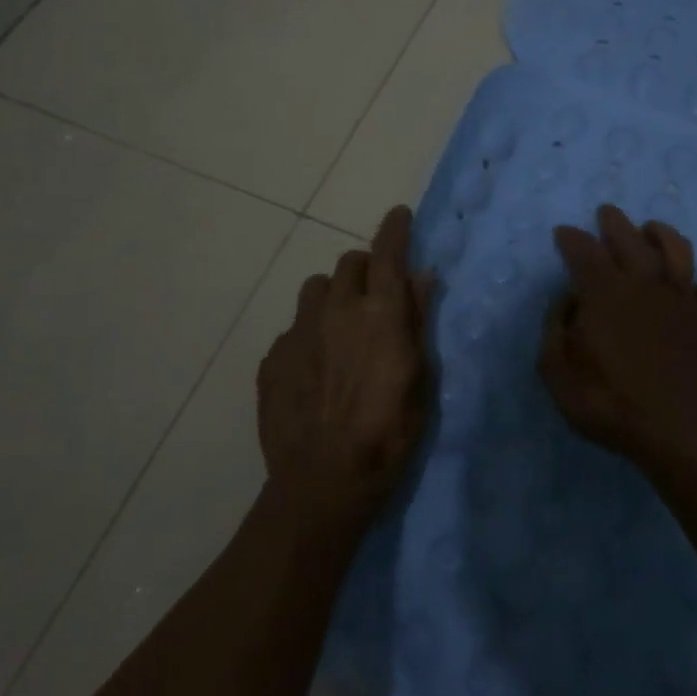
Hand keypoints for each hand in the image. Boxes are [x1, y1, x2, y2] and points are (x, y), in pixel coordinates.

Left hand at [257, 205, 433, 524]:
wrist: (323, 481)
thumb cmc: (388, 433)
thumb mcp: (421, 378)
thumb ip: (418, 320)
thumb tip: (423, 275)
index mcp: (380, 313)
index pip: (388, 253)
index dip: (395, 229)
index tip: (398, 214)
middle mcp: (337, 310)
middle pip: (349, 263)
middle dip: (365, 268)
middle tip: (376, 294)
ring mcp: (299, 332)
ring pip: (315, 288)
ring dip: (333, 296)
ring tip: (340, 327)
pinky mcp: (273, 357)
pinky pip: (293, 328)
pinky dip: (309, 334)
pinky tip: (314, 368)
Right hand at [539, 204, 696, 470]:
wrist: (683, 434)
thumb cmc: (612, 405)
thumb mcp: (558, 375)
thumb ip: (554, 331)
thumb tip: (567, 301)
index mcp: (605, 293)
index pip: (584, 251)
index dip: (570, 238)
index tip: (563, 233)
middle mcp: (646, 284)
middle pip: (629, 238)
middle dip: (614, 221)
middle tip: (606, 213)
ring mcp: (684, 300)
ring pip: (676, 250)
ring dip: (661, 234)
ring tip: (650, 229)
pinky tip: (695, 292)